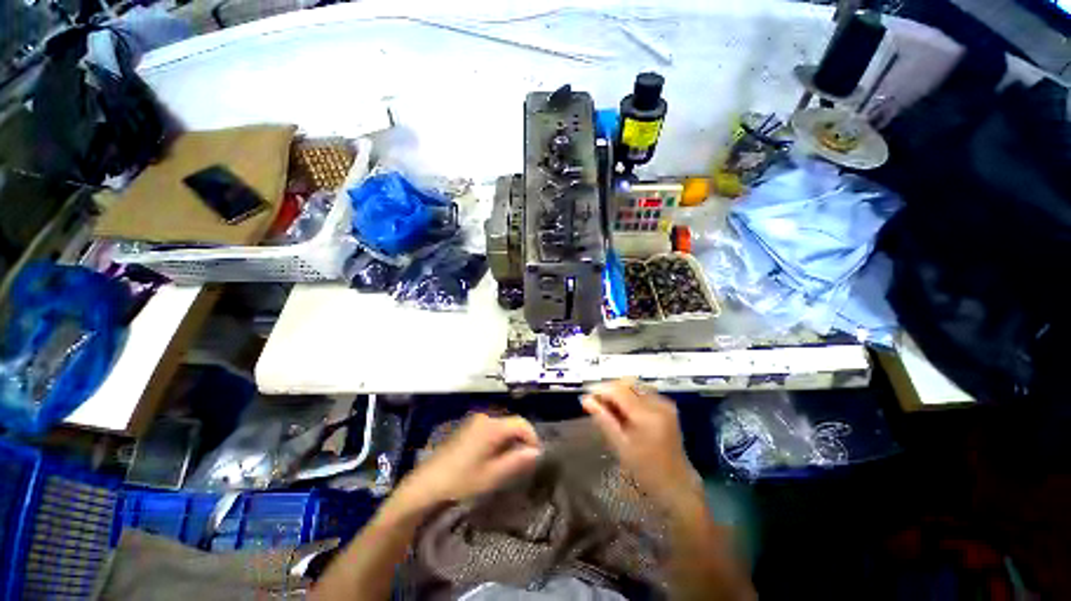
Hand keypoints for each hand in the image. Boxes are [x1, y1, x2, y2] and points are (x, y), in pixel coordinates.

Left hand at [393, 414, 541, 512]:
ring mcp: (475, 420)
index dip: (532, 437)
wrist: (427, 483)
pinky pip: (491, 427)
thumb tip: (536, 452)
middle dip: (521, 440)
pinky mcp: (468, 426)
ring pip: (502, 425)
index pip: (521, 424)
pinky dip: (499, 439)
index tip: (536, 456)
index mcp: (492, 426)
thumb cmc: (461, 480)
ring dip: (510, 440)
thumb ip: (517, 461)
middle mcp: (485, 417)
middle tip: (524, 461)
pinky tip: (494, 456)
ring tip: (510, 461)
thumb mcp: (492, 475)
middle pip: (512, 423)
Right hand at [582, 379, 697, 508]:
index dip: (601, 389)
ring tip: (608, 407)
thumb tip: (586, 400)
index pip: (619, 390)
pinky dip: (629, 396)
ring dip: (619, 392)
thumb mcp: (621, 446)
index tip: (587, 396)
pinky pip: (643, 392)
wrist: (677, 484)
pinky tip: (623, 410)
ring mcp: (665, 404)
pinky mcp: (667, 406)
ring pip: (634, 386)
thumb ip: (603, 419)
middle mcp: (658, 404)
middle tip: (596, 403)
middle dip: (609, 390)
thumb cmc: (646, 470)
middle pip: (627, 384)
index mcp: (647, 416)